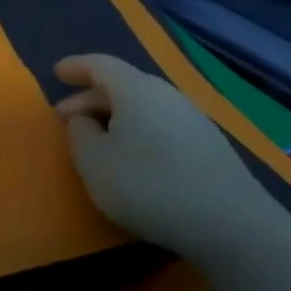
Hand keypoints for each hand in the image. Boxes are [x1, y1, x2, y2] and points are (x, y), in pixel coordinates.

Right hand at [54, 53, 280, 263]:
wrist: (233, 225)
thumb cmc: (149, 186)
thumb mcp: (94, 163)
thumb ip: (79, 134)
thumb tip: (83, 119)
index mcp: (135, 90)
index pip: (99, 64)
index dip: (75, 66)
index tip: (57, 72)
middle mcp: (166, 94)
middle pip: (122, 84)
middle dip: (91, 98)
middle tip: (67, 119)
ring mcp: (193, 119)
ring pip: (143, 106)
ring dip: (116, 117)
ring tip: (98, 140)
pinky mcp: (209, 145)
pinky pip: (161, 124)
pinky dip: (139, 131)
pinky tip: (134, 157)